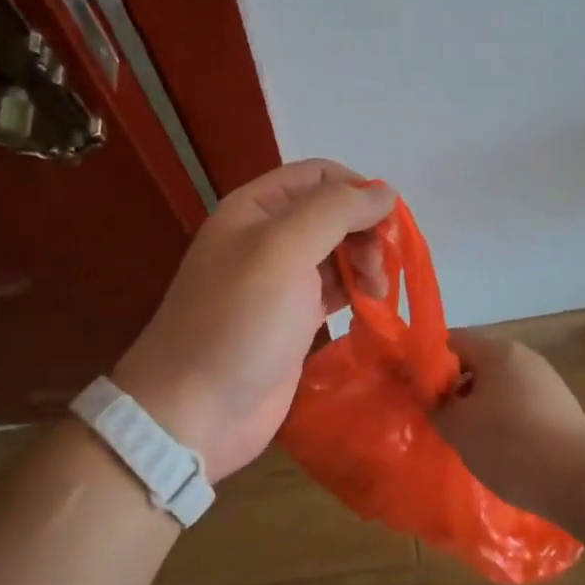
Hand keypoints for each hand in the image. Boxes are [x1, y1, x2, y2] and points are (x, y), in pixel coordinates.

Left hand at [112, 159, 395, 482]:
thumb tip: (385, 192)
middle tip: (380, 265)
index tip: (388, 222)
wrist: (196, 410)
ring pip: (336, 251)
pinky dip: (358, 291)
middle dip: (364, 230)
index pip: (318, 175)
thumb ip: (335, 210)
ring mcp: (279, 280)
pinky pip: (334, 290)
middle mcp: (267, 237)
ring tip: (379, 290)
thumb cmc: (239, 320)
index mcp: (255, 208)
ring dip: (365, 261)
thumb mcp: (284, 249)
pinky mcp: (293, 320)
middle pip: (331, 213)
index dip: (357, 189)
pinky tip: (373, 305)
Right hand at [435, 331, 584, 519]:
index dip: (429, 363)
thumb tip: (425, 392)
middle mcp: (523, 356)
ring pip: (499, 384)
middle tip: (441, 418)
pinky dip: (505, 418)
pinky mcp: (561, 406)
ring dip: (480, 405)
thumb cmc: (510, 445)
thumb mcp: (458, 427)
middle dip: (455, 387)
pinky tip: (502, 448)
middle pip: (477, 362)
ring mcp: (546, 380)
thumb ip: (434, 403)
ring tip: (469, 438)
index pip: (452, 341)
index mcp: (497, 350)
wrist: (581, 481)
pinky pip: (520, 402)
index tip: (418, 391)